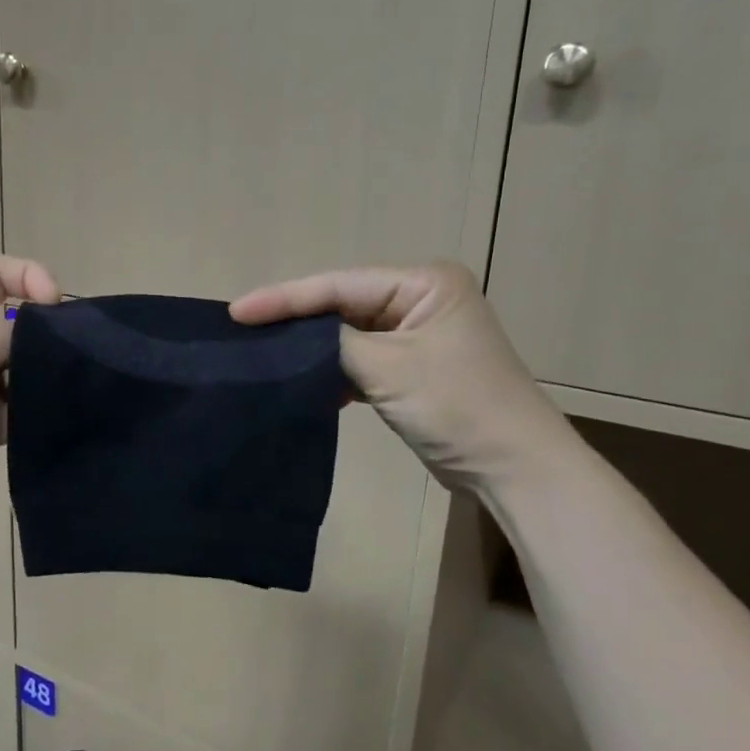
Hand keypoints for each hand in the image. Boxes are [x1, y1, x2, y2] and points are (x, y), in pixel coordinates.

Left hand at [0, 254, 60, 530]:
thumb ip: (5, 334)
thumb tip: (52, 333)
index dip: (30, 277)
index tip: (57, 304)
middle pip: (17, 323)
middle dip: (47, 333)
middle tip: (77, 351)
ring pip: (26, 368)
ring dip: (47, 375)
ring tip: (74, 385)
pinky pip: (24, 408)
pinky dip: (42, 409)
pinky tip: (62, 413)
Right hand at [230, 262, 577, 493]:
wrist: (512, 467)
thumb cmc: (458, 406)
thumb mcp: (389, 368)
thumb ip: (334, 344)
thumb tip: (291, 339)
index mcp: (425, 283)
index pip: (340, 285)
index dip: (286, 298)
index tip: (237, 311)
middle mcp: (421, 300)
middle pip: (343, 304)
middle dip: (296, 320)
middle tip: (243, 329)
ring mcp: (416, 335)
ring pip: (348, 334)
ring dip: (311, 349)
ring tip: (262, 354)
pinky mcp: (411, 368)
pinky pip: (360, 360)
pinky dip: (333, 372)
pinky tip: (302, 383)